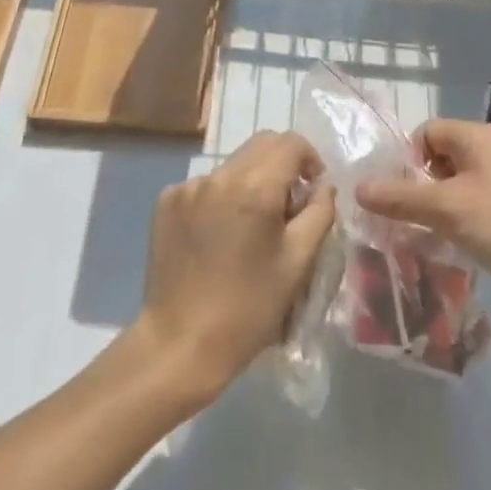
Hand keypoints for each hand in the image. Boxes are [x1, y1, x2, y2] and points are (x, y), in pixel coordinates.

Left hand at [133, 131, 335, 405]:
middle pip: (262, 145)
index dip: (309, 159)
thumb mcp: (297, 264)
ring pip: (234, 164)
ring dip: (251, 181)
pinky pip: (207, 184)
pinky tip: (219, 236)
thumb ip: (319, 213)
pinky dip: (222, 197)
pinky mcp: (167, 200)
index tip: (312, 189)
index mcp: (255, 187)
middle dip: (282, 165)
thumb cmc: (247, 310)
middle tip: (287, 207)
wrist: (178, 346)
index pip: (291, 143)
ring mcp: (189, 185)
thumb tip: (323, 186)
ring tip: (250, 227)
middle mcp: (220, 175)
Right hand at [355, 119, 490, 320]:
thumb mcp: (447, 210)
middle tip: (414, 218)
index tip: (403, 196)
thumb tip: (358, 187)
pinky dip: (459, 217)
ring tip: (433, 235)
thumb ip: (402, 198)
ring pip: (455, 182)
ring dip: (439, 204)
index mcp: (475, 137)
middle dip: (421, 185)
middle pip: (439, 156)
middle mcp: (488, 149)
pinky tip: (458, 244)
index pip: (426, 132)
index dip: (408, 160)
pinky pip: (472, 200)